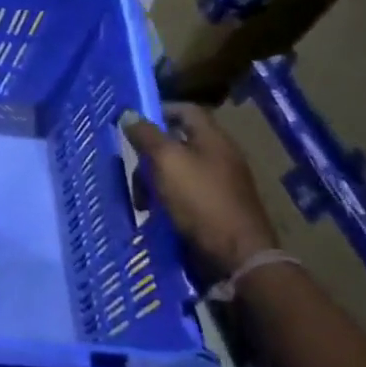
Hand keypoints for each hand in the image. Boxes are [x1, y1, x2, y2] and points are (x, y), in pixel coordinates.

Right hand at [123, 103, 278, 286]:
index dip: (158, 111)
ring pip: (176, 170)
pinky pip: (183, 193)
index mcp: (213, 139)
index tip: (131, 122)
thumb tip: (129, 114)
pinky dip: (165, 199)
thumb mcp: (167, 162)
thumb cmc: (200, 200)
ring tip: (140, 200)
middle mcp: (219, 157)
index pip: (185, 110)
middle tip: (131, 168)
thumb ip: (146, 136)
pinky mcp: (215, 208)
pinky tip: (155, 213)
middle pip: (177, 142)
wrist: (236, 256)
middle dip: (149, 154)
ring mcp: (219, 183)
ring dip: (153, 180)